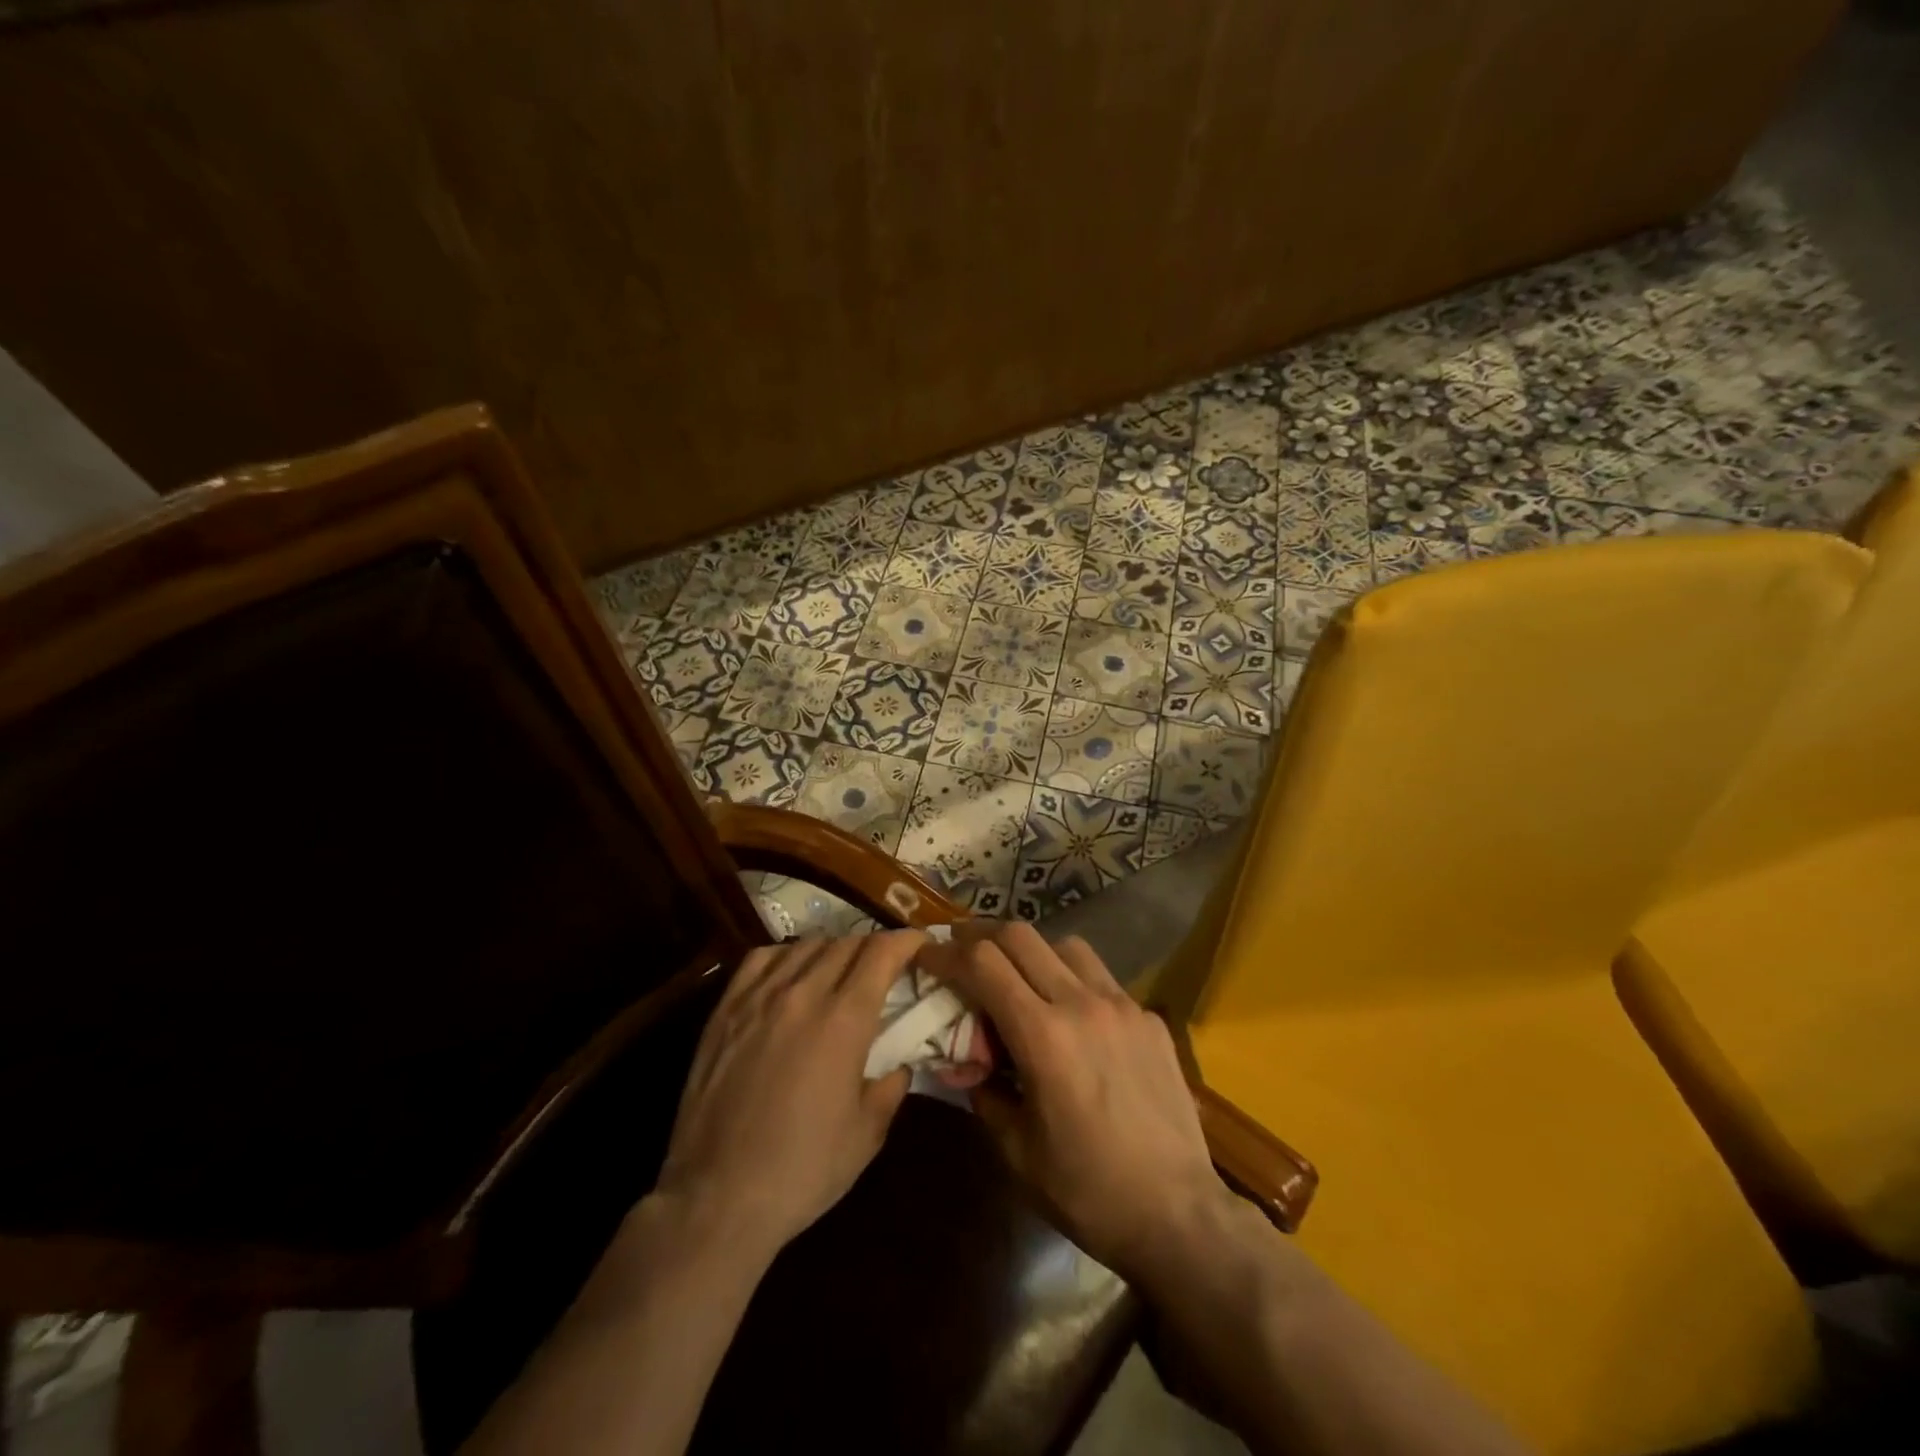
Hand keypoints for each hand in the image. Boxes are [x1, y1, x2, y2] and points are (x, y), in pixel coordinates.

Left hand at [655, 933, 921, 1258]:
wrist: (717, 1198)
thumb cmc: (802, 1170)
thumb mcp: (866, 1135)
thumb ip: (890, 1088)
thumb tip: (899, 1065)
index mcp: (844, 1020)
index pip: (882, 953)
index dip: (906, 940)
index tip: (920, 943)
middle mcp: (803, 994)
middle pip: (846, 943)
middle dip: (874, 946)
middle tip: (885, 965)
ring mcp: (759, 998)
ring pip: (806, 945)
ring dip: (833, 949)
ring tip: (840, 969)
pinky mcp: (725, 1010)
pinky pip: (761, 958)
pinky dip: (787, 955)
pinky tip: (791, 974)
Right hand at [924, 923, 1231, 1278]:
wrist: (1179, 1215)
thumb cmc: (1088, 1191)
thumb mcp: (1016, 1151)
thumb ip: (983, 1091)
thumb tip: (965, 1061)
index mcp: (1043, 1036)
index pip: (982, 964)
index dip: (946, 952)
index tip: (927, 954)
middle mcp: (1082, 1004)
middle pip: (1020, 936)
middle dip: (981, 935)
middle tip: (962, 950)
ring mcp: (1123, 1006)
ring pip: (1066, 946)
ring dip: (1032, 952)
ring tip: (1020, 981)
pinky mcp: (1150, 1019)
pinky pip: (1103, 980)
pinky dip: (1074, 983)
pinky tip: (1075, 1022)